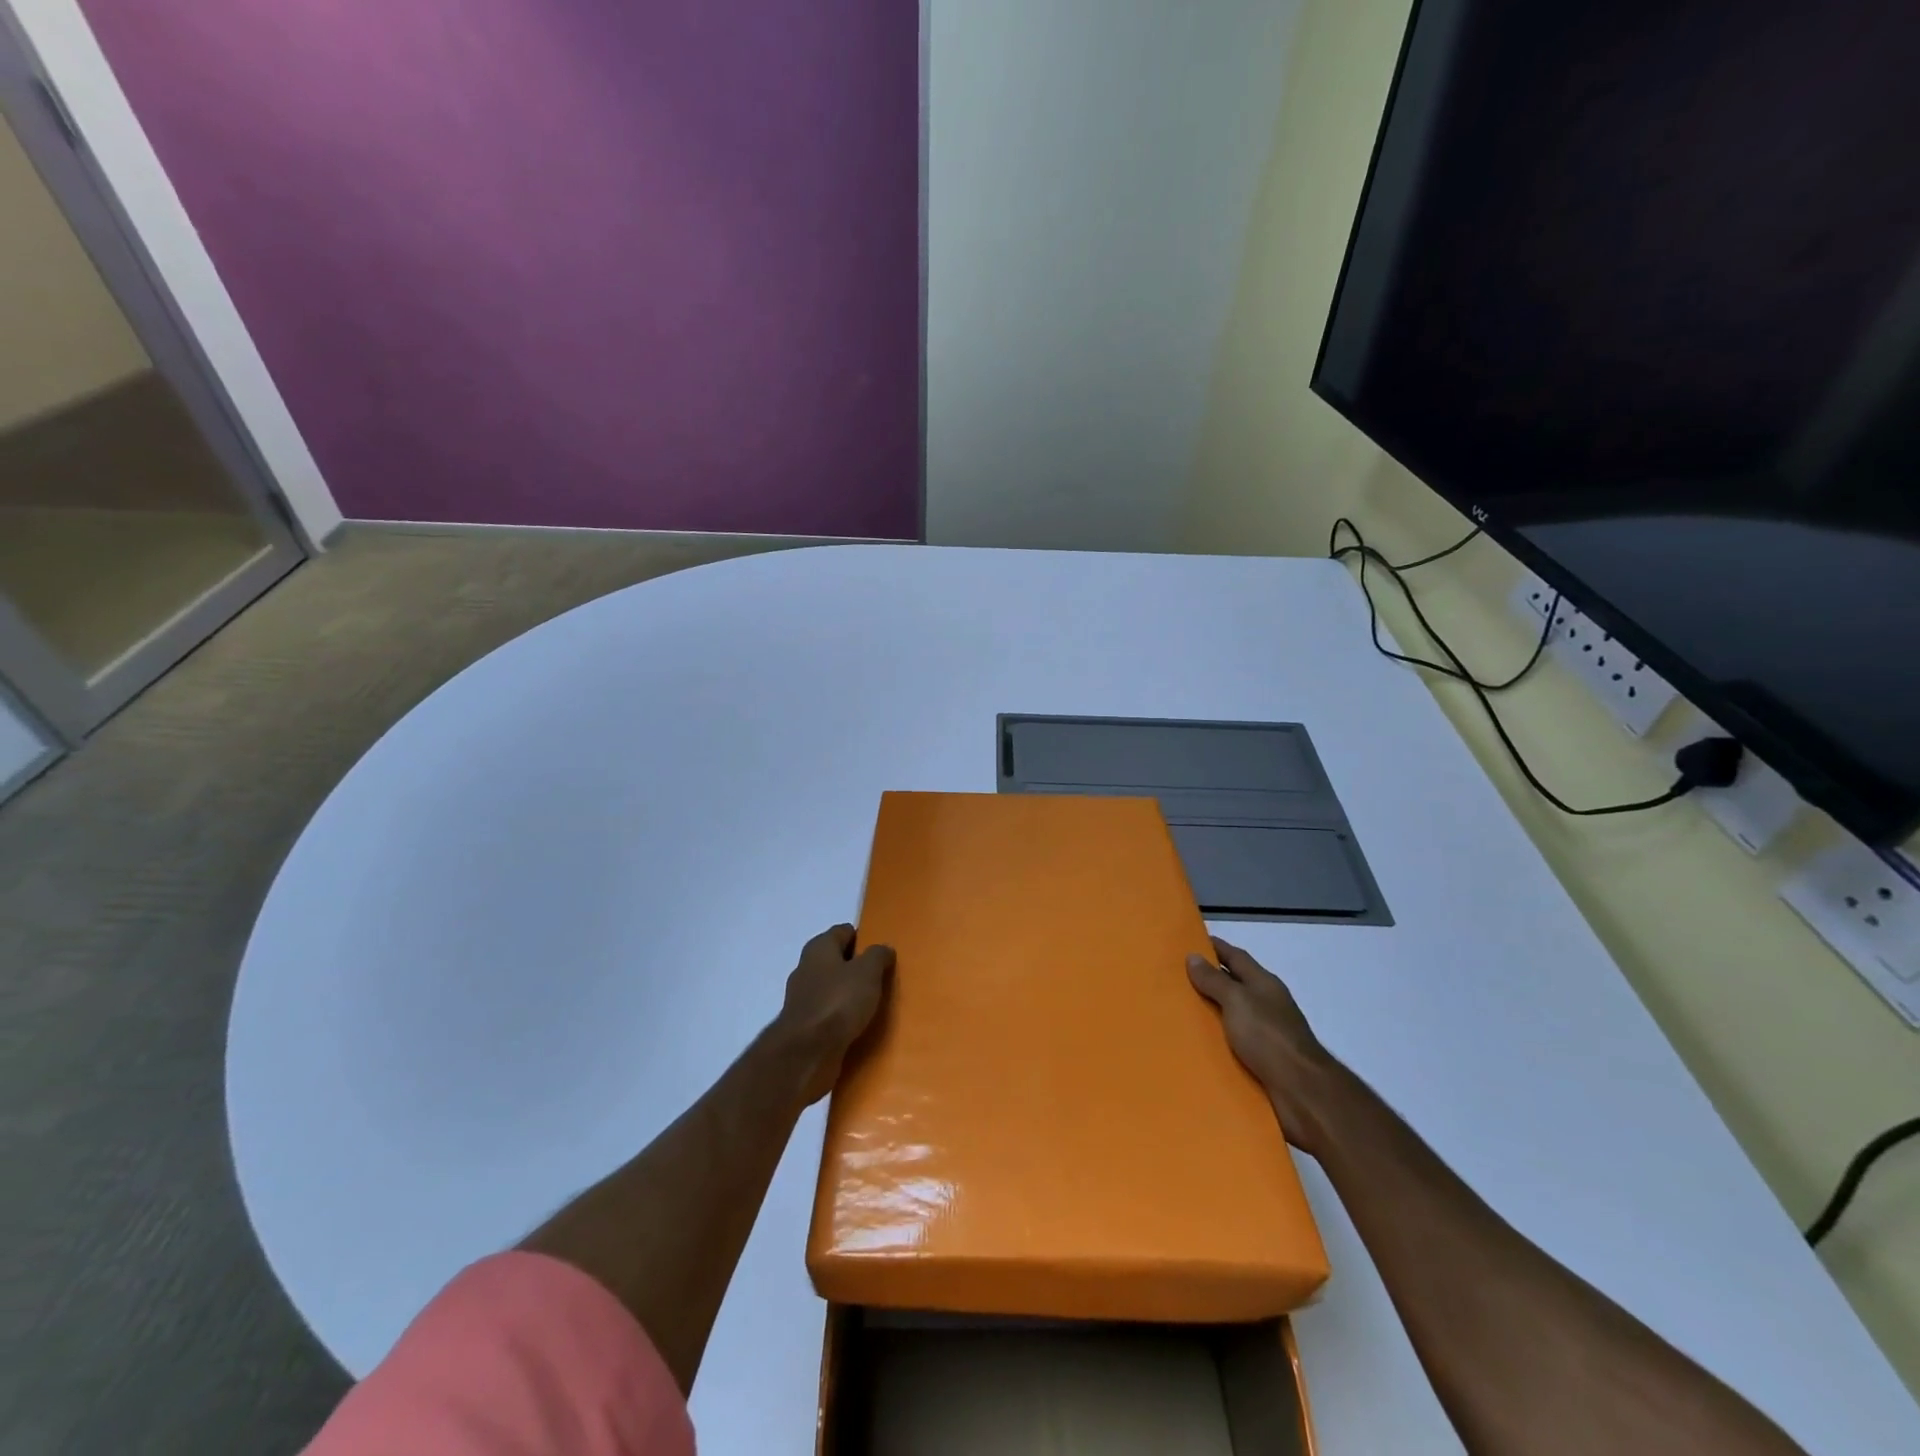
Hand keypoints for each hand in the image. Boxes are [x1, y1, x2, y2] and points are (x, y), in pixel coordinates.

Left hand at [773, 924, 894, 1103]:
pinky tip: (860, 1026)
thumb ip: (878, 956)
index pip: (843, 932)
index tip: (882, 951)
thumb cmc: (838, 1002)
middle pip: (837, 961)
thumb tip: (883, 949)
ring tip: (876, 1003)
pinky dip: (843, 1017)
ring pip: (833, 989)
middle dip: (858, 967)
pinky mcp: (805, 1027)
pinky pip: (830, 1014)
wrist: (806, 1054)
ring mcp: (804, 999)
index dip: (863, 938)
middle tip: (883, 977)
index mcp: (819, 948)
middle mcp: (807, 969)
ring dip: (851, 994)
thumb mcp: (868, 972)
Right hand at [1188, 938, 1342, 1155]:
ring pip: (1231, 1016)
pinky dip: (1215, 1041)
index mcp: (1263, 984)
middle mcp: (1266, 1005)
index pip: (1235, 956)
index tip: (1188, 941)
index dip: (1213, 947)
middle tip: (1171, 978)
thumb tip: (1193, 956)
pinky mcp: (1262, 1061)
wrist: (1302, 1092)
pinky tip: (1194, 1044)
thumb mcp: (1237, 1001)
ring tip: (1176, 1012)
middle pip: (1233, 985)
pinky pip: (1232, 1044)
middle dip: (1206, 980)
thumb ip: (1214, 980)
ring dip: (1209, 1013)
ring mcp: (1266, 1034)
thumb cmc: (1269, 1037)